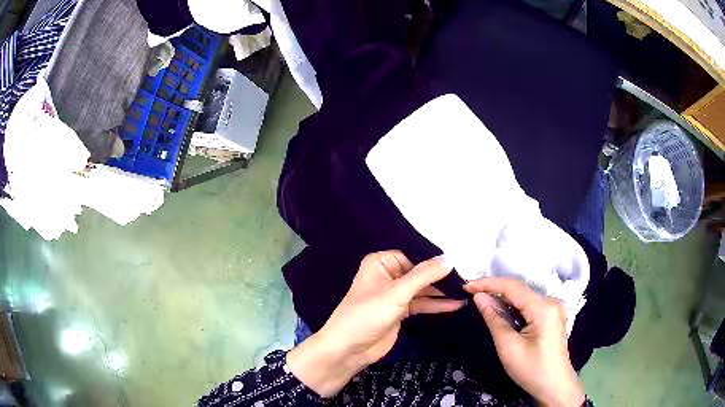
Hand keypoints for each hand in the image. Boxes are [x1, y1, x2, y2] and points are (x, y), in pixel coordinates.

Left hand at [287, 251, 465, 396]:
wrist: (349, 349)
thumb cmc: (367, 315)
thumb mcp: (397, 293)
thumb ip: (424, 275)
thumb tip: (450, 257)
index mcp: (381, 263)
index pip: (414, 255)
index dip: (435, 259)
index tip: (460, 259)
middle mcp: (388, 275)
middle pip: (419, 273)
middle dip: (441, 277)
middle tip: (468, 276)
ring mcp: (394, 295)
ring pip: (422, 289)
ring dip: (441, 292)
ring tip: (466, 290)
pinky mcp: (400, 312)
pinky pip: (421, 304)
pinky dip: (436, 305)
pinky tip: (456, 304)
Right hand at [465, 278, 584, 406]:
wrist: (554, 386)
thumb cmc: (531, 370)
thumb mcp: (508, 347)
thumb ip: (494, 319)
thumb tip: (479, 297)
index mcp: (544, 308)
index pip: (513, 287)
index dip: (489, 284)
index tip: (467, 285)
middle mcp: (551, 302)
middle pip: (519, 289)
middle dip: (494, 288)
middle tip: (470, 291)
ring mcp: (553, 308)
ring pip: (524, 296)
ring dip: (502, 296)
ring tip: (480, 298)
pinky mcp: (551, 316)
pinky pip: (529, 304)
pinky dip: (512, 305)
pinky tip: (500, 308)